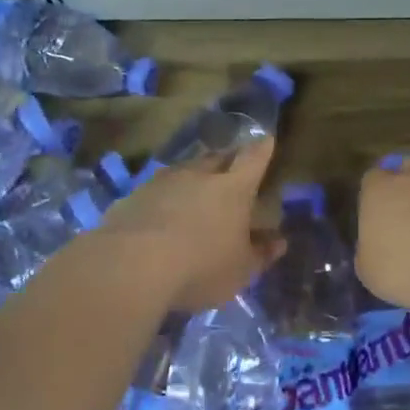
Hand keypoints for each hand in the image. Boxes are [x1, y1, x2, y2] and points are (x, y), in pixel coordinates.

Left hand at [99, 139, 282, 311]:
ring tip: (195, 187)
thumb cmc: (201, 266)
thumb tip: (279, 242)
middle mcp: (198, 175)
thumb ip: (260, 254)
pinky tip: (160, 213)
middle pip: (216, 158)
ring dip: (192, 176)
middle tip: (232, 164)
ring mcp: (161, 183)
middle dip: (227, 159)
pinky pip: (155, 190)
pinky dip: (163, 197)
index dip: (262, 149)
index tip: (267, 139)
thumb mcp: (240, 270)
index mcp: (233, 189)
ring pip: (183, 170)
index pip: (253, 159)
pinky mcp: (132, 197)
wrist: (131, 265)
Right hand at [355, 155, 409, 309]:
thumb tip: (373, 250)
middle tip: (409, 220)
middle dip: (409, 189)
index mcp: (378, 190)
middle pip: (409, 171)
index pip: (372, 179)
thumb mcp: (370, 271)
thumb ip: (369, 254)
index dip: (375, 196)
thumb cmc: (405, 262)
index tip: (378, 217)